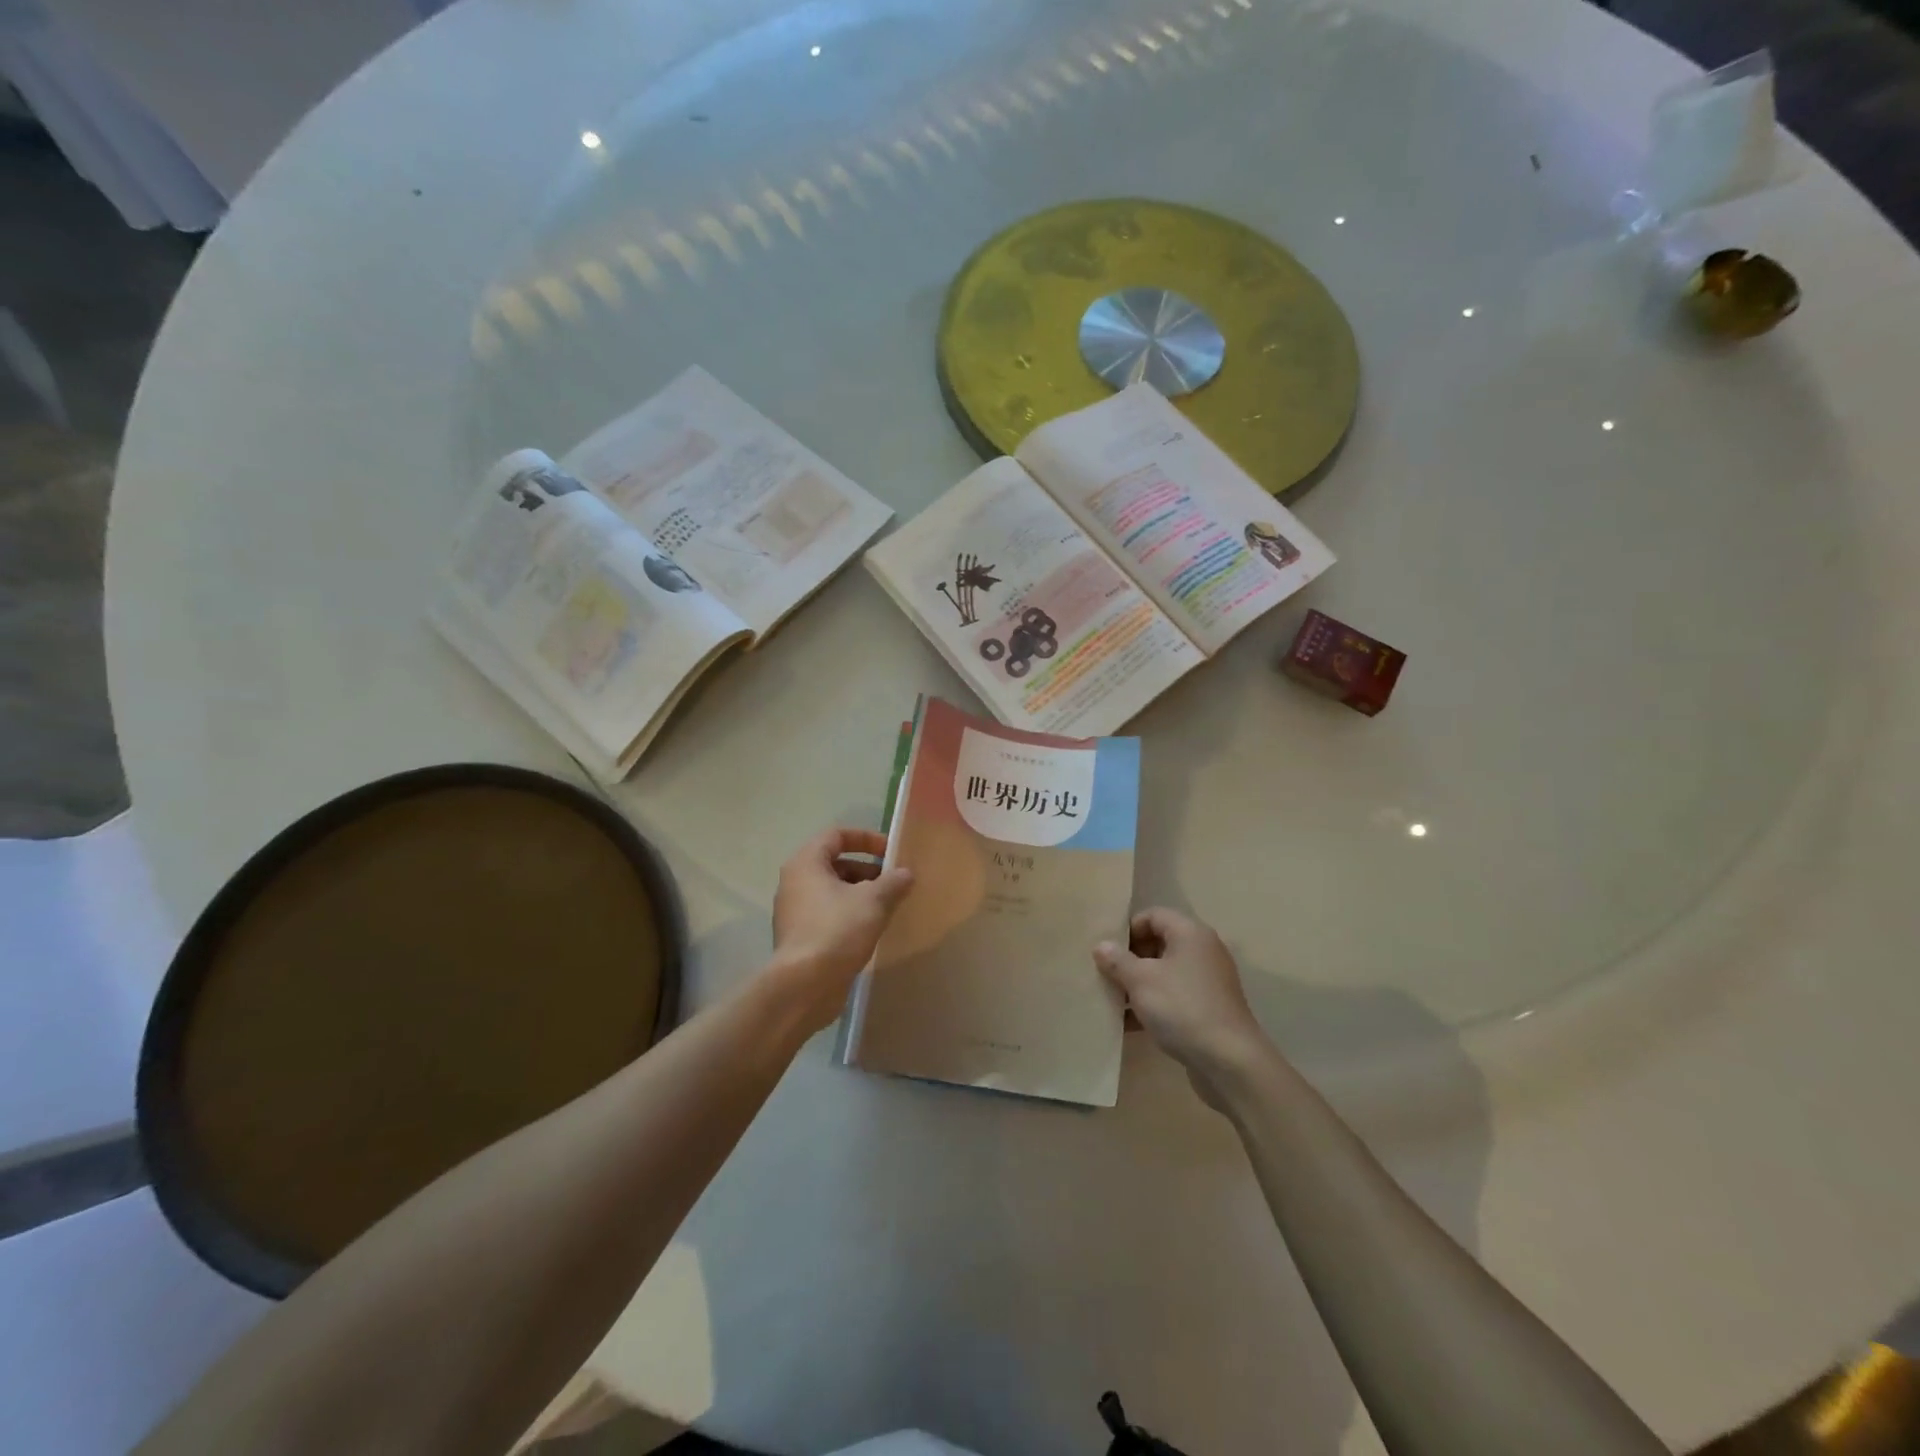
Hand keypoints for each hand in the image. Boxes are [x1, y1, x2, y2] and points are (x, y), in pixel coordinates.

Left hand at [770, 828, 913, 1032]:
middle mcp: (795, 883)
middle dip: (868, 870)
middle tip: (894, 884)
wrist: (804, 986)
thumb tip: (906, 874)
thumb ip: (893, 882)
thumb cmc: (837, 930)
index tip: (891, 852)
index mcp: (806, 863)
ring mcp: (795, 912)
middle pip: (835, 864)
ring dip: (861, 895)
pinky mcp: (801, 938)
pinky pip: (829, 915)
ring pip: (833, 892)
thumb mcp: (873, 901)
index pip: (836, 835)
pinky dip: (850, 915)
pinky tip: (872, 930)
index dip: (866, 838)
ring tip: (888, 908)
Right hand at [1093, 908, 1271, 1104]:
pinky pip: (1175, 996)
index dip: (1127, 929)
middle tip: (1107, 975)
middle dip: (1131, 958)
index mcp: (1190, 933)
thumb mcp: (1140, 980)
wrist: (1229, 1061)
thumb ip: (1117, 960)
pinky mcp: (1209, 1008)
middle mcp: (1203, 951)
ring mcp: (1208, 981)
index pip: (1153, 915)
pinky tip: (1130, 1023)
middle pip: (1159, 943)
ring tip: (1114, 1000)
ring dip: (1139, 984)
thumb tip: (1101, 946)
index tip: (1108, 950)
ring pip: (1166, 973)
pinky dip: (1154, 1004)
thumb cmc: (1181, 1007)